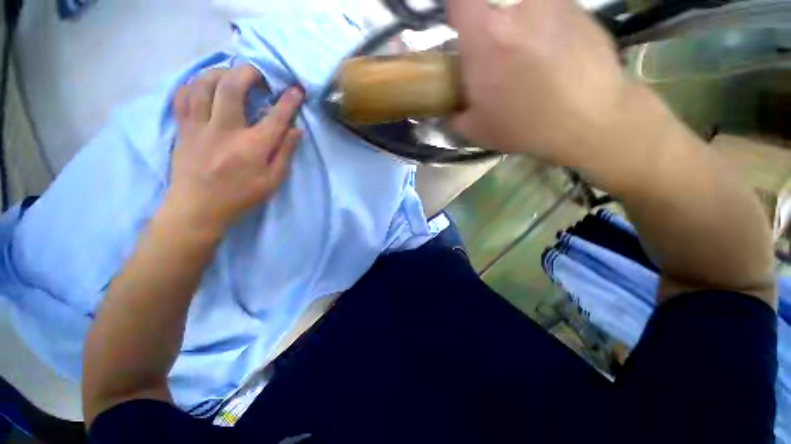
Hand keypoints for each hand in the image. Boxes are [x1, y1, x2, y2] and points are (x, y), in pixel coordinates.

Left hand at [168, 65, 303, 233]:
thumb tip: (296, 130)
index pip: (275, 118)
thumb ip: (285, 153)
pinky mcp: (183, 128)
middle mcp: (224, 131)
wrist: (197, 209)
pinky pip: (183, 95)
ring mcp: (199, 127)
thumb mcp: (272, 181)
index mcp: (252, 147)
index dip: (289, 101)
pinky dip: (195, 83)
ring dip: (220, 72)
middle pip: (232, 87)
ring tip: (232, 75)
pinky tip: (205, 85)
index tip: (296, 89)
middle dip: (249, 73)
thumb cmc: (240, 197)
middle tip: (259, 76)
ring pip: (203, 84)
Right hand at [447, 0, 634, 168]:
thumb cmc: (525, 126)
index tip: (460, 28)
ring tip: (533, 68)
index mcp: (485, 38)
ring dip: (521, 36)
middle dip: (491, 38)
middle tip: (500, 67)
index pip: (460, 1)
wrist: (590, 120)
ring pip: (524, 16)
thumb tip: (452, 108)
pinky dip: (547, 35)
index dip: (457, 12)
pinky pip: (551, 17)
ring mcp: (553, 6)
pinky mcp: (580, 11)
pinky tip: (556, 64)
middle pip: (493, 15)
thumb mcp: (477, 129)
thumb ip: (456, 113)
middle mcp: (518, 10)